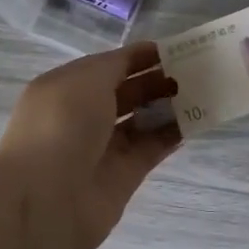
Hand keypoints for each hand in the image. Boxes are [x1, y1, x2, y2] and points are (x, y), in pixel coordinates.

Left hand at [0, 43, 180, 248]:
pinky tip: (197, 120)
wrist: (46, 199)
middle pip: (128, 92)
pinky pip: (152, 148)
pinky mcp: (123, 176)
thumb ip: (118, 65)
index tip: (175, 49)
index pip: (109, 66)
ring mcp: (103, 147)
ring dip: (168, 106)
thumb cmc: (62, 124)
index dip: (139, 56)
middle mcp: (83, 116)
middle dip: (158, 79)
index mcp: (67, 87)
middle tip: (195, 71)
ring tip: (202, 92)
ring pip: (142, 120)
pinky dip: (173, 134)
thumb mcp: (87, 78)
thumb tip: (141, 59)